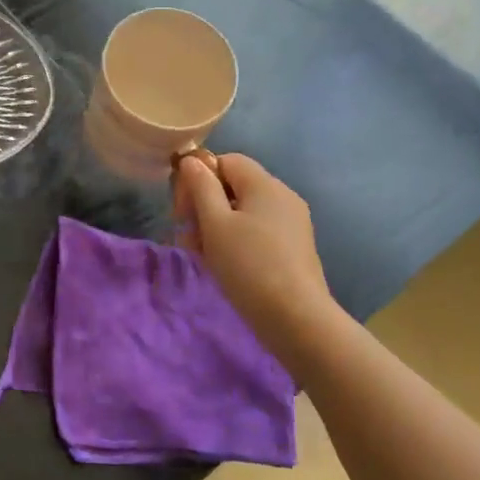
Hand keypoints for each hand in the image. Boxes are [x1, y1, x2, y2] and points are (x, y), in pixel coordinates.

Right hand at [175, 152, 348, 372]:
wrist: (297, 319)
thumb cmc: (249, 266)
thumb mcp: (215, 224)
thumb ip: (201, 187)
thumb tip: (192, 160)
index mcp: (264, 184)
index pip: (225, 161)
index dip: (199, 178)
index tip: (182, 210)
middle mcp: (282, 196)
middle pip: (234, 186)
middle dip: (205, 206)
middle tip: (188, 236)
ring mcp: (292, 223)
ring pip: (243, 212)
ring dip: (217, 226)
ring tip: (202, 255)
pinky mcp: (294, 248)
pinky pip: (258, 231)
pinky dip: (237, 240)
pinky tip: (224, 265)